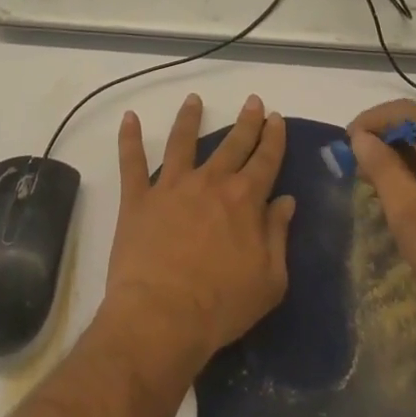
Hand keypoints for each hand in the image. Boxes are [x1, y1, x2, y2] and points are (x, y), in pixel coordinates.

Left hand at [102, 94, 294, 378]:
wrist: (162, 317)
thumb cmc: (221, 306)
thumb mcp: (269, 280)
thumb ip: (278, 235)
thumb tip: (286, 201)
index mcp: (245, 200)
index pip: (265, 160)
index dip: (273, 137)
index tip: (276, 117)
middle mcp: (210, 182)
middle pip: (232, 144)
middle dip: (246, 121)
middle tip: (253, 101)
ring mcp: (172, 186)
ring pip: (183, 141)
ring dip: (189, 118)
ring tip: (194, 99)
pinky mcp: (139, 198)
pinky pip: (132, 162)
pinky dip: (130, 139)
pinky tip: (130, 118)